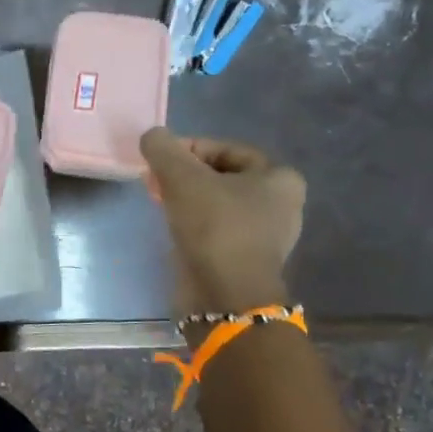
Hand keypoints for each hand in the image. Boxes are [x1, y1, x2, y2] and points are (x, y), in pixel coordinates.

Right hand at [140, 128, 305, 312]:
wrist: (225, 295)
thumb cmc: (215, 228)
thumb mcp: (183, 179)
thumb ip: (164, 150)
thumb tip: (152, 136)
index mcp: (279, 177)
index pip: (225, 149)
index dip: (187, 149)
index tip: (157, 160)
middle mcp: (280, 204)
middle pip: (221, 177)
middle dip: (184, 176)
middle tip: (154, 182)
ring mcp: (264, 235)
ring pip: (216, 204)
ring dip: (186, 200)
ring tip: (158, 202)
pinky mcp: (245, 260)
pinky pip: (216, 230)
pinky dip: (193, 224)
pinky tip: (172, 227)